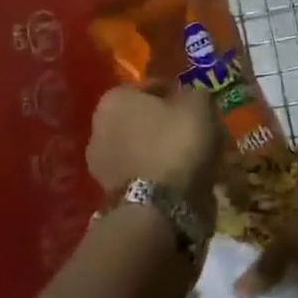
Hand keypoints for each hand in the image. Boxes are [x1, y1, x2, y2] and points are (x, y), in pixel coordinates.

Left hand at [88, 83, 222, 223]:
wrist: (158, 209)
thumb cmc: (175, 144)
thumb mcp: (198, 105)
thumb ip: (194, 94)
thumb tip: (190, 99)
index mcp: (114, 99)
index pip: (151, 87)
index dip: (177, 93)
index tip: (196, 105)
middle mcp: (99, 128)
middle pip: (142, 119)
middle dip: (166, 123)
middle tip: (194, 131)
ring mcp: (101, 165)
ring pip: (141, 148)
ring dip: (161, 151)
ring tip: (192, 159)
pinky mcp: (110, 195)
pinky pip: (142, 174)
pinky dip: (158, 175)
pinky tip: (180, 180)